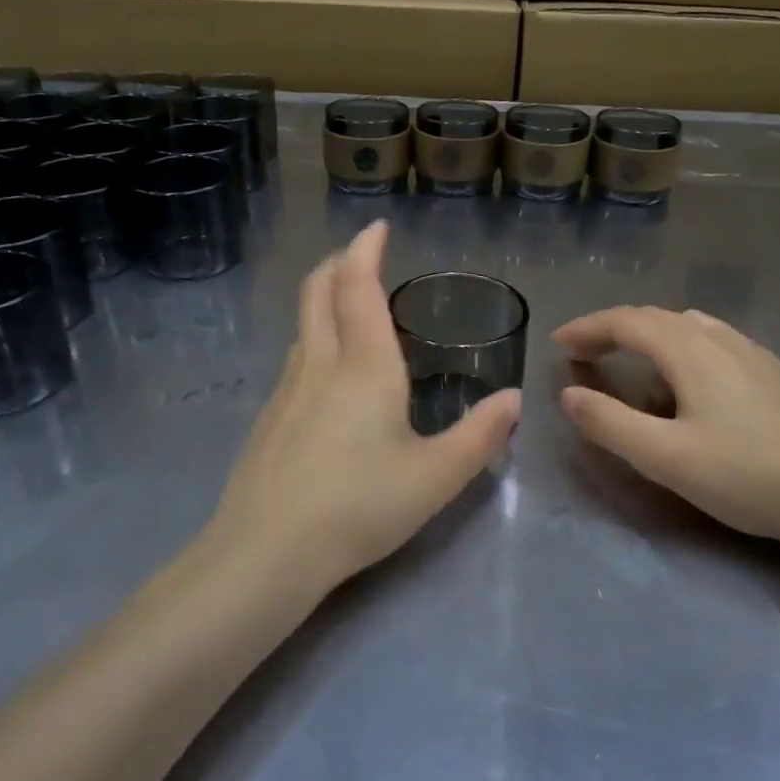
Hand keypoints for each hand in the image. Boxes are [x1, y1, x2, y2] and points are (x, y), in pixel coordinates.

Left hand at [211, 221, 521, 592]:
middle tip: (361, 256)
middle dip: (338, 263)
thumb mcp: (435, 477)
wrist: (266, 552)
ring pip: (303, 324)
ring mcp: (287, 389)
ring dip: (325, 300)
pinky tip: (331, 375)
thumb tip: (513, 400)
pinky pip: (296, 358)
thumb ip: (479, 436)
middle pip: (318, 291)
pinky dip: (316, 338)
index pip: (358, 286)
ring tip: (352, 310)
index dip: (366, 250)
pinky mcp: (270, 418)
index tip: (378, 227)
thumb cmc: (358, 506)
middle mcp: (319, 364)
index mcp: (363, 365)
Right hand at [554, 306, 779, 546]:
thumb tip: (569, 394)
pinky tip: (698, 378)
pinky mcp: (779, 373)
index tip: (558, 344)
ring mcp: (756, 353)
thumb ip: (609, 424)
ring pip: (691, 325)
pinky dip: (687, 346)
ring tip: (634, 360)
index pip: (625, 322)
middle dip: (614, 329)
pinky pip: (720, 341)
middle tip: (585, 353)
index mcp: (689, 351)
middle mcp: (721, 338)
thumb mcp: (664, 458)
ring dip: (651, 334)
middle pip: (656, 317)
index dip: (587, 328)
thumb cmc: (745, 476)